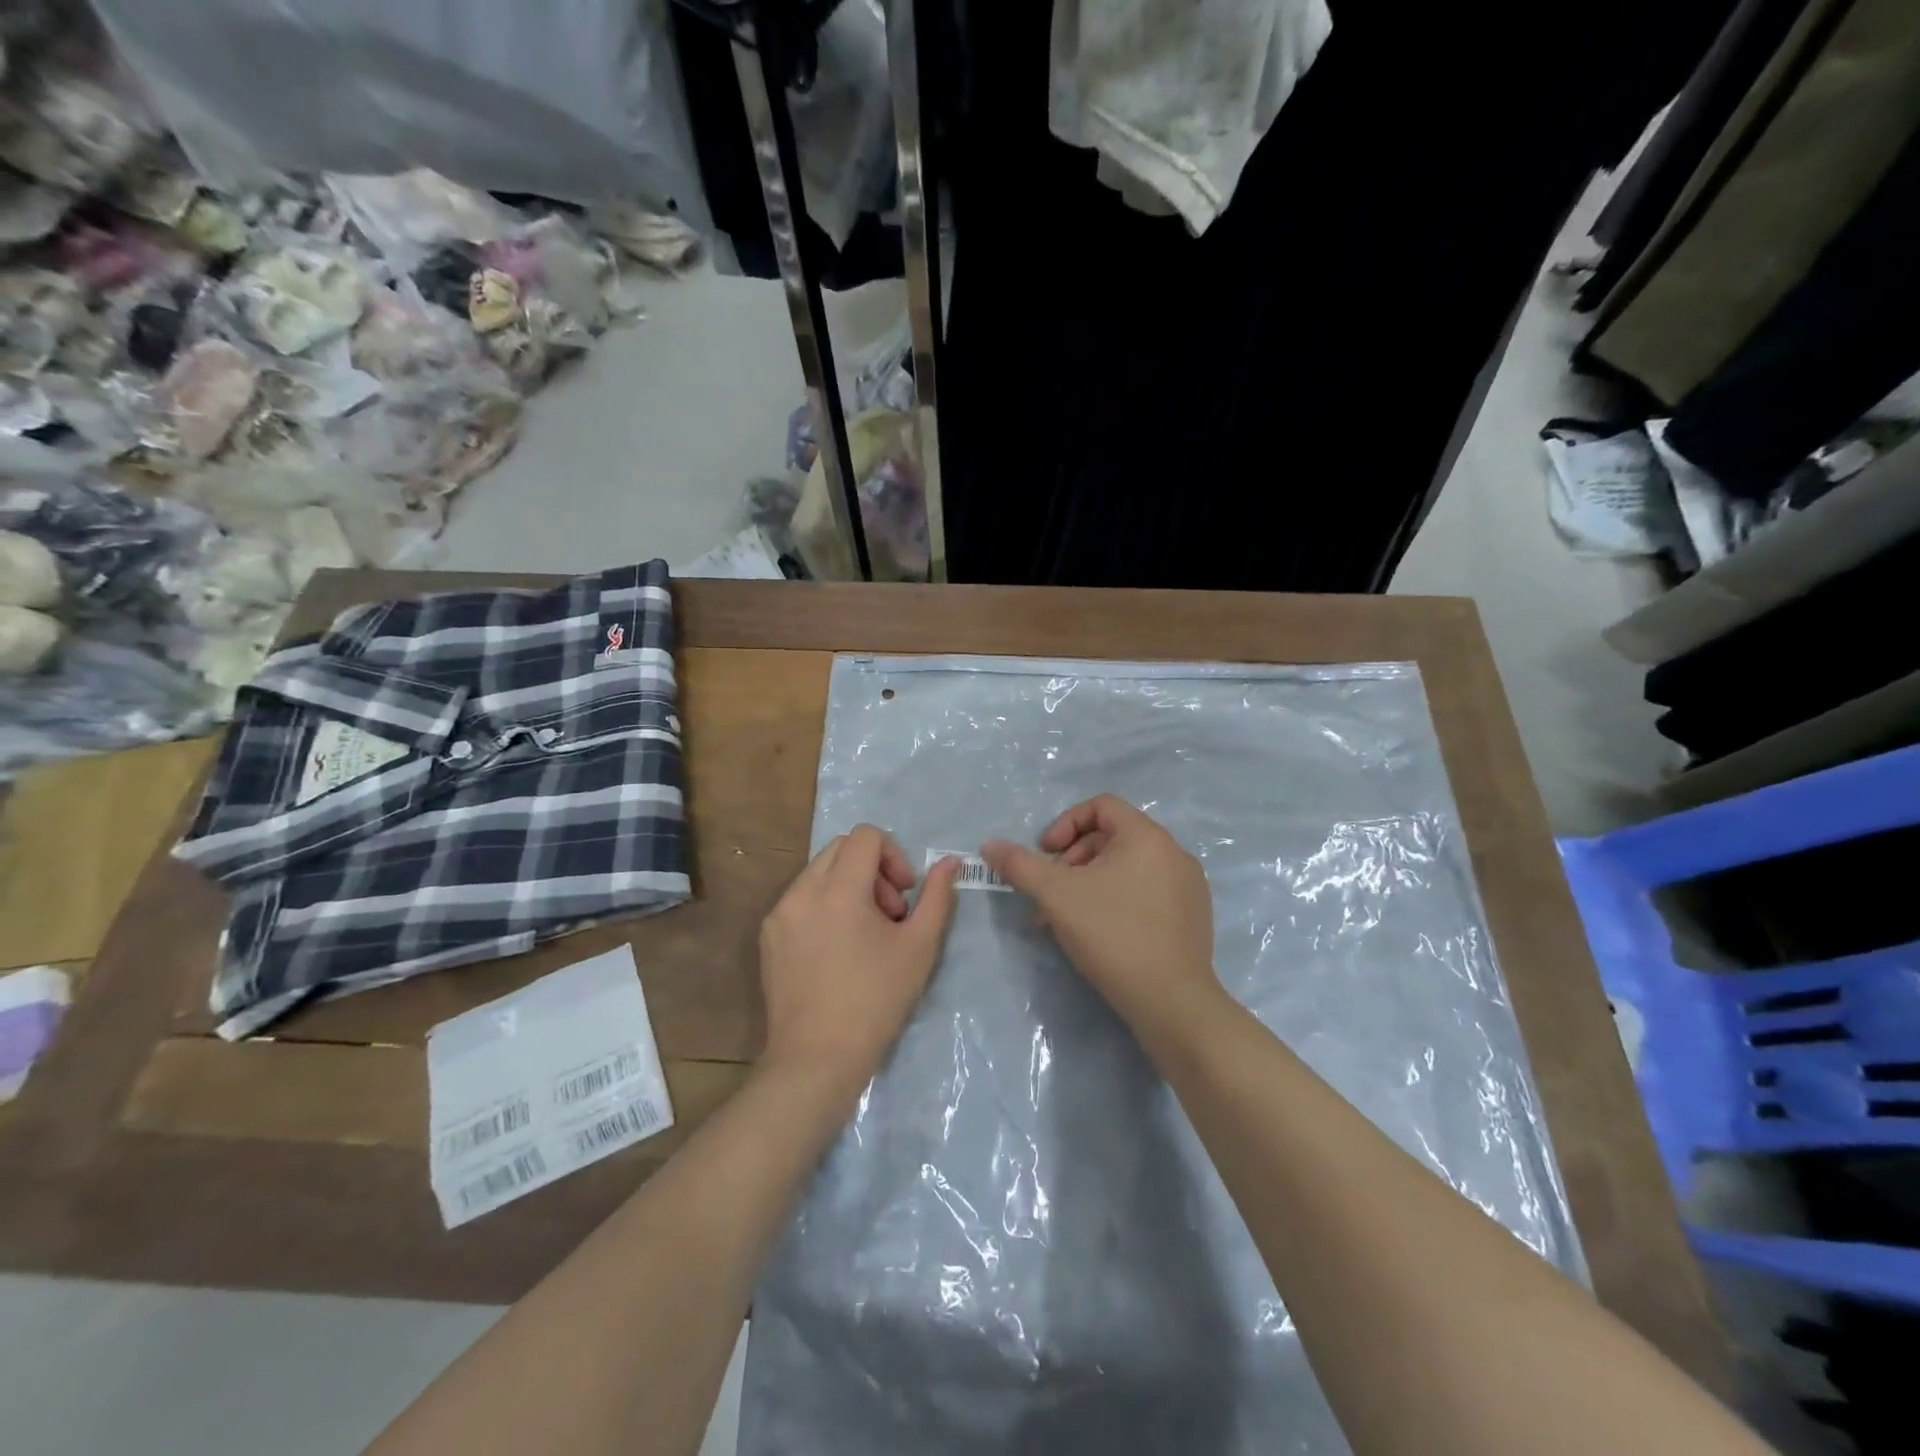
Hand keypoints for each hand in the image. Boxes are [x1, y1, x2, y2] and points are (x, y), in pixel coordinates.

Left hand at [758, 825, 960, 1089]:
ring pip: (819, 872)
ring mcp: (779, 913)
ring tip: (866, 933)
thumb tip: (950, 862)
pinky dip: (825, 906)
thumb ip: (937, 897)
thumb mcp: (919, 947)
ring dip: (849, 886)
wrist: (816, 1059)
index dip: (894, 855)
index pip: (866, 836)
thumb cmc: (875, 1001)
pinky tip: (838, 950)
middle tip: (890, 913)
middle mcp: (802, 891)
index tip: (905, 894)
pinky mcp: (768, 935)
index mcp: (838, 889)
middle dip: (872, 869)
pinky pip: (801, 899)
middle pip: (841, 848)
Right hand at [983, 795, 1220, 1035]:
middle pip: (1111, 838)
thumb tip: (989, 845)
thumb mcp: (1056, 895)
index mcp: (1147, 836)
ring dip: (1089, 885)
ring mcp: (1188, 886)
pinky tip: (1099, 935)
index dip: (1065, 824)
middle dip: (1072, 861)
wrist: (1171, 1002)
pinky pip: (1146, 893)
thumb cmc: (1112, 934)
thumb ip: (1020, 865)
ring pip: (1126, 869)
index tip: (1046, 855)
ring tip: (1065, 921)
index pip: (1101, 805)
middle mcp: (1174, 853)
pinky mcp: (1192, 917)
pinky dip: (1116, 902)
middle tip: (1050, 896)